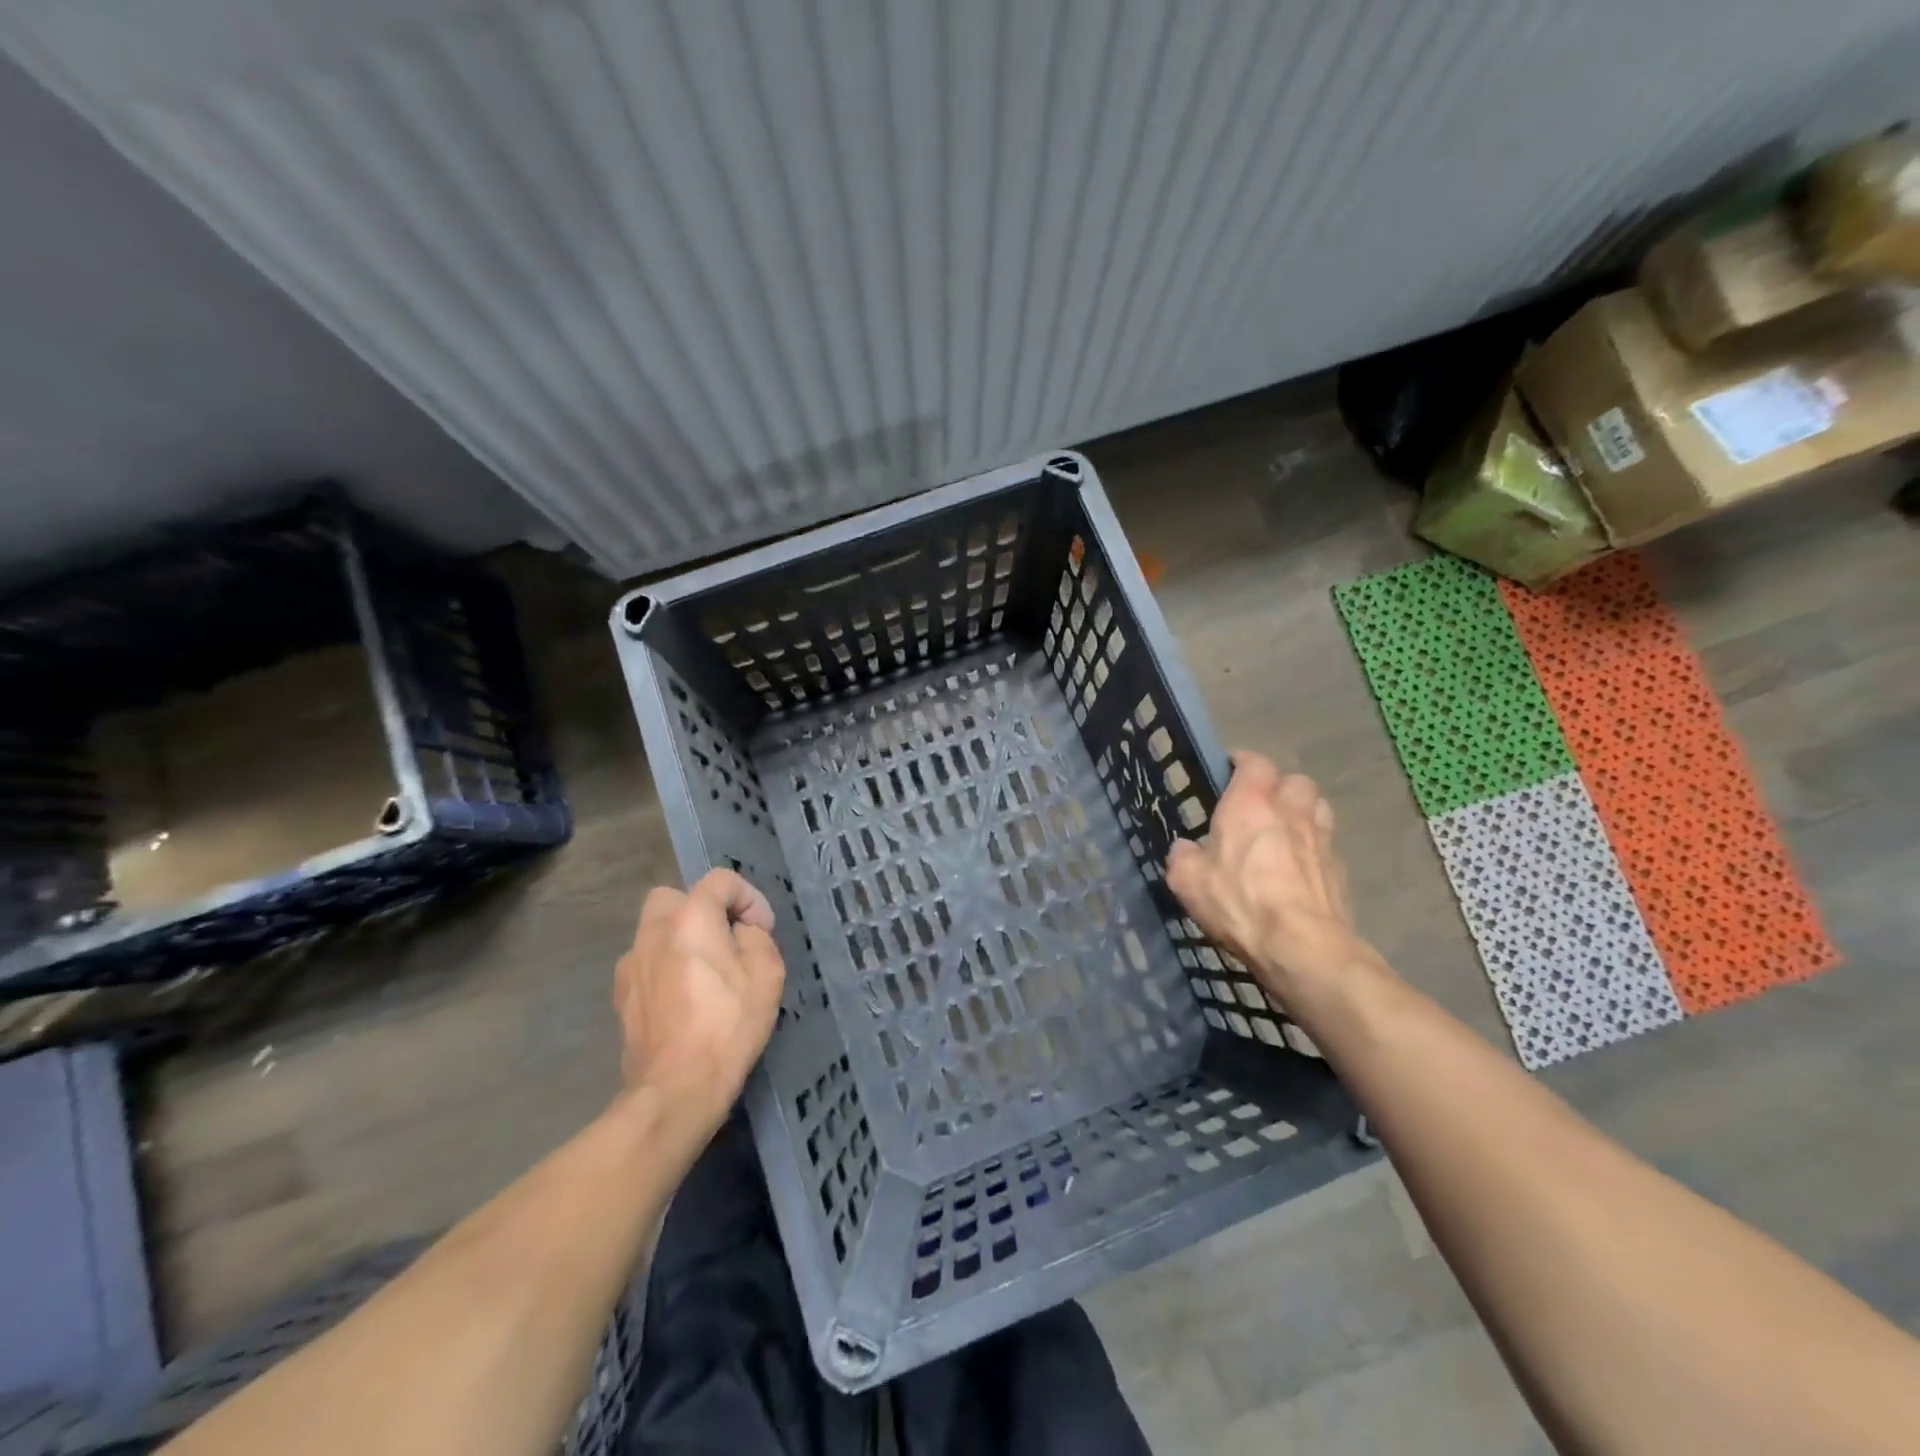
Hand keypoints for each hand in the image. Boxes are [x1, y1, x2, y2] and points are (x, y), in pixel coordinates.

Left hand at [613, 869, 785, 1130]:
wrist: (676, 1088)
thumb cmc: (728, 1025)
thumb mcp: (767, 974)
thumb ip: (756, 938)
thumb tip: (741, 932)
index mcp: (690, 918)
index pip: (720, 880)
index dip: (748, 898)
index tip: (762, 930)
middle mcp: (653, 931)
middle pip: (675, 897)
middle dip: (703, 910)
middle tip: (726, 940)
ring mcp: (631, 964)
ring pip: (656, 930)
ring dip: (681, 938)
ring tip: (706, 972)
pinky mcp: (621, 995)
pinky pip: (647, 962)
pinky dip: (666, 966)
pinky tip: (685, 998)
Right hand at [1166, 753, 1382, 1008]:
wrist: (1301, 946)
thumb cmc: (1239, 902)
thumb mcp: (1187, 881)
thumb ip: (1183, 857)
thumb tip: (1187, 849)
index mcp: (1250, 804)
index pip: (1254, 762)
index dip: (1243, 763)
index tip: (1230, 771)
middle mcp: (1290, 811)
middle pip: (1295, 780)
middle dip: (1280, 786)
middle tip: (1261, 805)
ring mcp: (1321, 839)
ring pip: (1318, 808)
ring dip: (1303, 812)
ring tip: (1286, 831)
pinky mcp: (1340, 870)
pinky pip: (1327, 845)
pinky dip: (1314, 849)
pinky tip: (1300, 869)